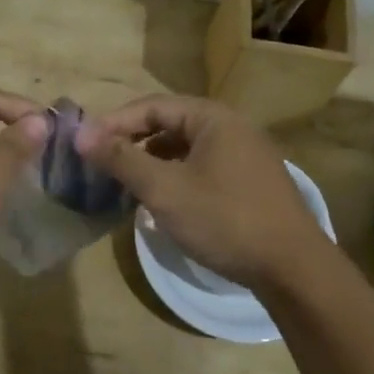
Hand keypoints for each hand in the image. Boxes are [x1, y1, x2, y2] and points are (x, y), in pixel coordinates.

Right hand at [77, 94, 335, 290]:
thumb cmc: (224, 220)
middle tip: (100, 162)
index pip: (152, 105)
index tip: (85, 144)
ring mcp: (244, 154)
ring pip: (185, 147)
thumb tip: (80, 134)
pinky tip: (161, 199)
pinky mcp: (249, 181)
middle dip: (132, 141)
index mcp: (212, 118)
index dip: (114, 122)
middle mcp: (231, 127)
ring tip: (124, 182)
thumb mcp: (165, 189)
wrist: (293, 268)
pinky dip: (175, 175)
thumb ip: (121, 159)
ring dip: (152, 160)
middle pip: (169, 123)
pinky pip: (201, 166)